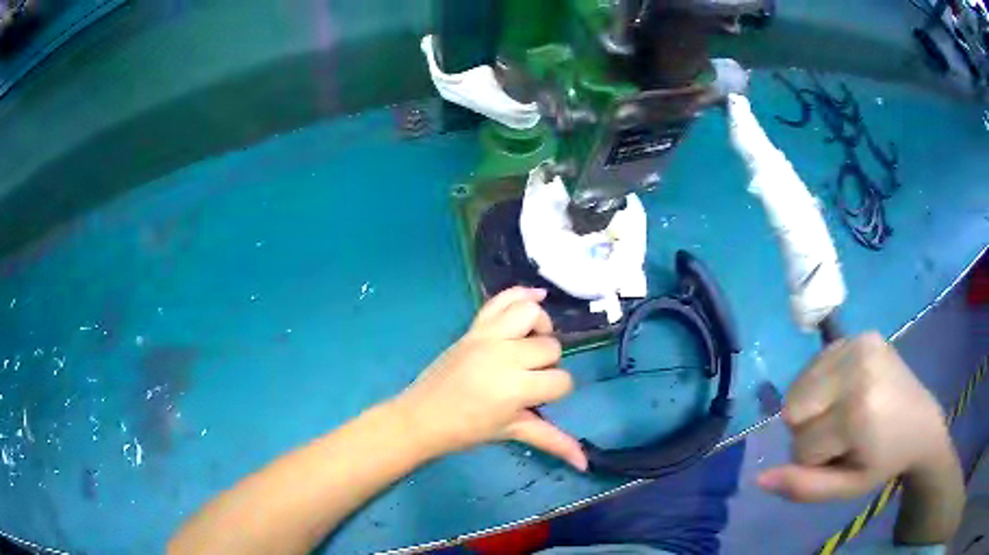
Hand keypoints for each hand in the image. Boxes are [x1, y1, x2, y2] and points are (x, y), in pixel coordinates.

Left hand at [393, 287, 586, 469]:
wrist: (422, 417)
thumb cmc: (467, 430)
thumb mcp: (512, 432)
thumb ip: (553, 441)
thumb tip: (585, 463)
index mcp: (516, 387)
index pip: (561, 380)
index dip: (556, 391)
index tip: (538, 399)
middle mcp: (505, 355)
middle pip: (551, 346)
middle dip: (547, 364)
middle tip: (529, 378)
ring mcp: (488, 336)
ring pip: (531, 312)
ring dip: (540, 327)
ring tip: (530, 344)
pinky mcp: (474, 327)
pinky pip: (501, 299)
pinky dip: (521, 293)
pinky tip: (536, 297)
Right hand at [759, 332, 953, 501]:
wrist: (922, 423)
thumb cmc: (884, 461)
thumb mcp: (846, 488)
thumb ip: (804, 488)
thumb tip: (760, 478)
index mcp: (858, 411)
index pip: (801, 446)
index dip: (815, 460)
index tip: (843, 456)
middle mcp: (857, 368)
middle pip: (794, 411)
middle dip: (808, 430)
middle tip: (841, 435)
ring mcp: (859, 343)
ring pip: (798, 388)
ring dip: (811, 409)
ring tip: (842, 413)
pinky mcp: (859, 333)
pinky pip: (813, 366)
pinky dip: (818, 386)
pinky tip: (842, 392)